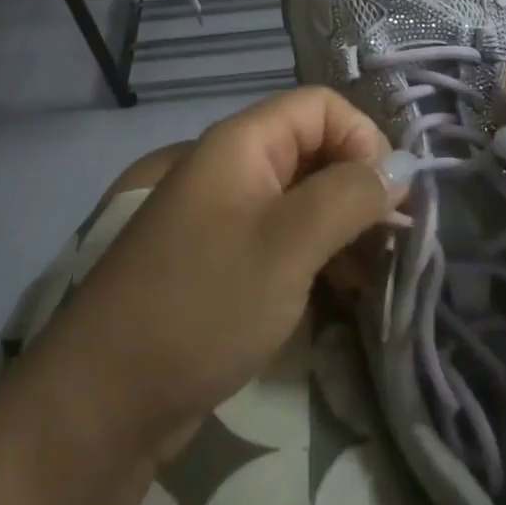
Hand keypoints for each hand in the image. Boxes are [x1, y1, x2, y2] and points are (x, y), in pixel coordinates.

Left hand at [32, 88, 394, 456]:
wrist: (104, 398)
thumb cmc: (202, 303)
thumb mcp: (289, 244)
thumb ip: (350, 195)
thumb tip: (402, 166)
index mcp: (242, 143)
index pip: (321, 106)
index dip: (363, 138)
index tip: (391, 196)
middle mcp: (233, 166)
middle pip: (314, 148)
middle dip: (359, 186)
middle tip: (393, 240)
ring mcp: (225, 214)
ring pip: (303, 196)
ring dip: (344, 225)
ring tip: (374, 273)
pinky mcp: (223, 259)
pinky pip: (283, 235)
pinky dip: (318, 253)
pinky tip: (340, 292)